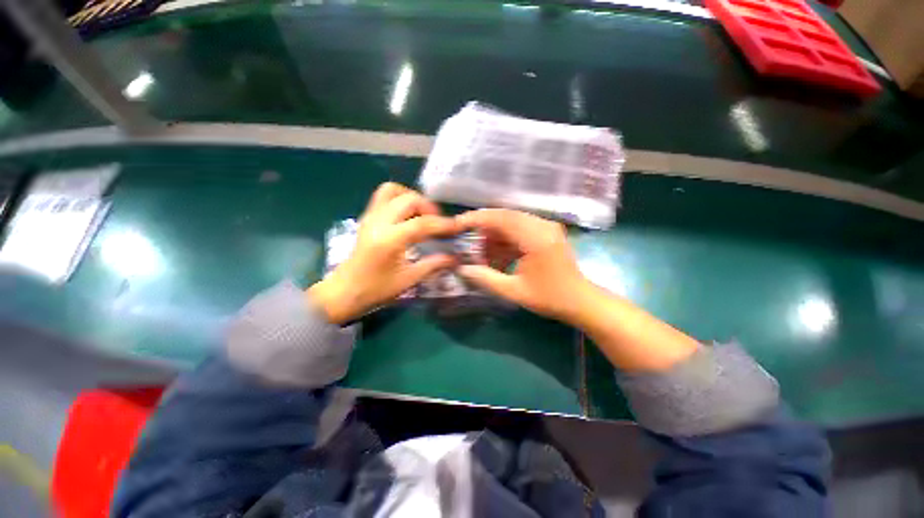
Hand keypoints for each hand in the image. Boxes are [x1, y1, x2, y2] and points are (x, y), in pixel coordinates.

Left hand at [309, 183, 458, 323]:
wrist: (343, 292)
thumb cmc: (376, 290)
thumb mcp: (409, 280)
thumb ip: (433, 265)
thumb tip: (455, 258)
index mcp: (389, 239)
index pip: (422, 223)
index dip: (443, 224)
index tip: (458, 227)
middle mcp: (378, 222)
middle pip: (409, 199)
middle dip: (429, 208)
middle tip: (438, 223)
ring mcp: (370, 216)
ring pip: (393, 190)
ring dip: (412, 198)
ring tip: (423, 215)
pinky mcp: (366, 217)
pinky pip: (384, 197)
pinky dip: (400, 199)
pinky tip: (408, 217)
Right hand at [455, 209, 591, 321]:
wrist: (580, 301)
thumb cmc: (550, 298)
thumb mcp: (514, 292)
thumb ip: (486, 278)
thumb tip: (462, 269)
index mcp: (536, 238)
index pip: (501, 218)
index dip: (477, 219)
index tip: (458, 223)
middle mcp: (542, 226)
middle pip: (505, 216)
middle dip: (483, 228)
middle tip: (467, 241)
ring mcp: (546, 227)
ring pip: (511, 222)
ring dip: (494, 236)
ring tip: (482, 254)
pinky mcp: (546, 232)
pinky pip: (519, 229)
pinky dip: (505, 240)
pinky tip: (497, 256)